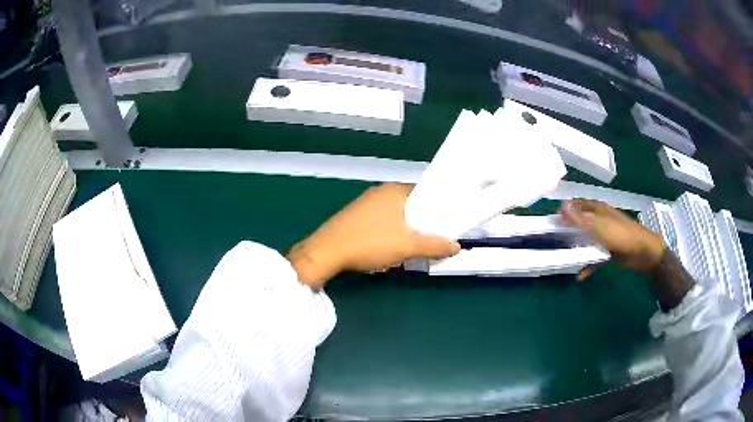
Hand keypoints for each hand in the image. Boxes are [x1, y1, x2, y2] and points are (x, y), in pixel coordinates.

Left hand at [287, 183, 460, 288]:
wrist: (326, 252)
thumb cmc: (369, 243)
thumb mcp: (407, 246)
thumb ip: (434, 245)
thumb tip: (457, 246)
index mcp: (394, 190)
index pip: (426, 193)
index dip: (440, 208)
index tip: (450, 223)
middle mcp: (380, 192)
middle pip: (412, 204)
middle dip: (424, 221)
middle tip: (435, 238)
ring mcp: (365, 203)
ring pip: (397, 214)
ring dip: (408, 228)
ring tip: (417, 245)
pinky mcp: (356, 216)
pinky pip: (382, 220)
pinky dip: (392, 231)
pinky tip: (393, 246)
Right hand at [560, 198, 665, 279]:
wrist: (642, 252)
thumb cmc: (621, 234)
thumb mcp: (600, 226)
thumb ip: (580, 219)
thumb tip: (561, 207)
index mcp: (597, 209)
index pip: (576, 205)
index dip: (564, 211)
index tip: (550, 223)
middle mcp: (598, 221)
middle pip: (579, 224)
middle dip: (567, 232)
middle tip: (553, 241)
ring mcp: (603, 237)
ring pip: (585, 241)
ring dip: (576, 249)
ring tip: (562, 258)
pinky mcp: (607, 252)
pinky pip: (593, 258)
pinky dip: (587, 266)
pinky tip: (579, 276)